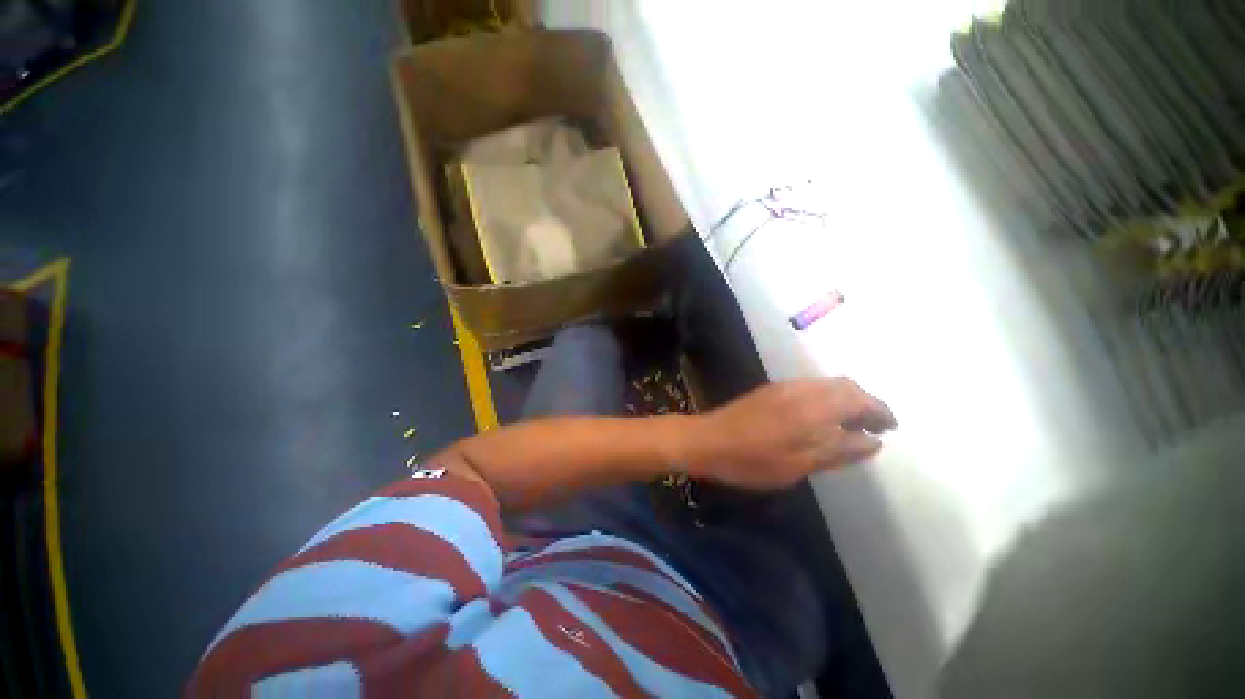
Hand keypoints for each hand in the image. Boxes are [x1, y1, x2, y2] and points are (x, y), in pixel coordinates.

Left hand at [681, 378, 896, 490]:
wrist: (707, 440)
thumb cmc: (753, 459)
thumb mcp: (800, 464)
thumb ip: (838, 450)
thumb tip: (873, 442)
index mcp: (812, 406)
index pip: (858, 398)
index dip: (880, 410)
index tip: (891, 428)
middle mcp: (800, 389)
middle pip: (844, 386)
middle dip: (864, 404)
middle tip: (874, 429)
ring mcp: (782, 387)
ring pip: (825, 386)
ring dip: (844, 401)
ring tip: (851, 427)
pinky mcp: (770, 391)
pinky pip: (809, 389)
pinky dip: (825, 401)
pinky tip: (821, 421)